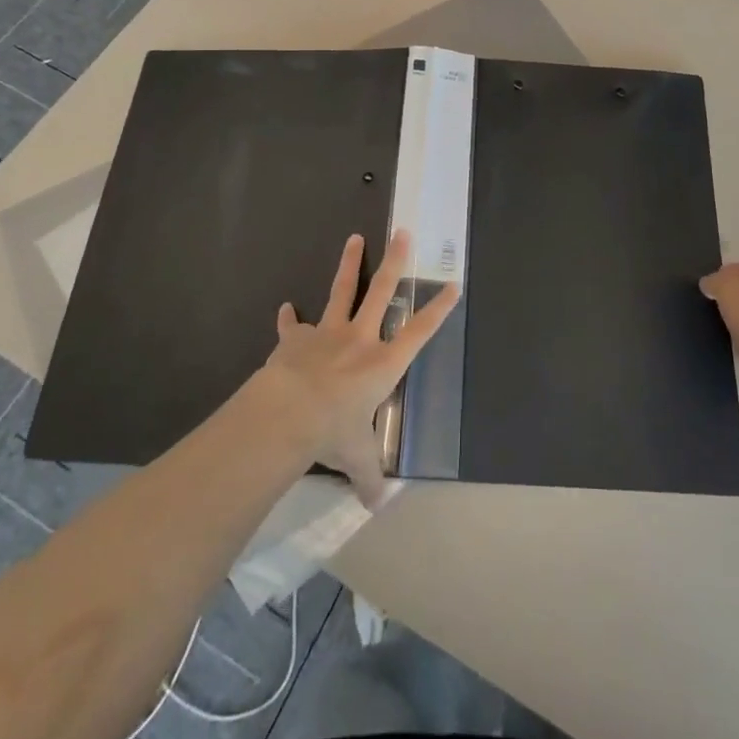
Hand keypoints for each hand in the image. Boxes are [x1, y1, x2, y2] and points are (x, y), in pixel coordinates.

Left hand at [259, 230, 458, 507]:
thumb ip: (369, 477)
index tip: (453, 284)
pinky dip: (289, 319)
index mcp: (383, 363)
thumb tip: (377, 506)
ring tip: (354, 238)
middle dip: (395, 261)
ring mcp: (326, 333)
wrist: (286, 413)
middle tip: (402, 232)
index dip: (438, 308)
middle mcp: (359, 339)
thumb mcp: (356, 459)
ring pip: (342, 291)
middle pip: (382, 291)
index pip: (419, 331)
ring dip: (349, 264)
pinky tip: (286, 308)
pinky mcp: (295, 339)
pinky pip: (293, 325)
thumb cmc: (332, 432)